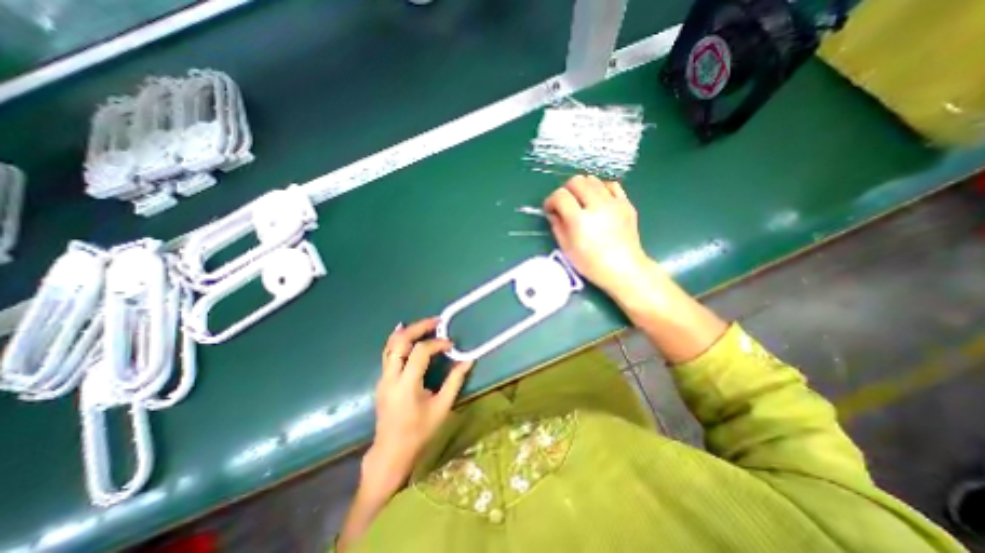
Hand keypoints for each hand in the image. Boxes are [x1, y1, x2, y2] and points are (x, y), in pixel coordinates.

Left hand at [363, 317, 474, 498]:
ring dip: (408, 331)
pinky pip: (388, 353)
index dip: (436, 343)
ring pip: (390, 345)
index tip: (451, 344)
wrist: (391, 452)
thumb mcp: (442, 407)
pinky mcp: (382, 380)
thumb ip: (455, 381)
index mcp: (406, 385)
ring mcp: (383, 378)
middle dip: (419, 327)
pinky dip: (399, 340)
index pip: (420, 352)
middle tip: (436, 321)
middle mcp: (390, 377)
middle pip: (400, 341)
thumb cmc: (419, 432)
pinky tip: (408, 335)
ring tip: (425, 324)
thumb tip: (468, 360)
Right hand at [548, 175, 652, 297]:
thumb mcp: (567, 248)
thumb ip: (557, 226)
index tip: (550, 209)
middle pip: (576, 181)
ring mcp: (614, 203)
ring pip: (593, 180)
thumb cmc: (591, 264)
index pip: (560, 196)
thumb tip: (553, 213)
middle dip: (565, 190)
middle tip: (564, 204)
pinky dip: (601, 189)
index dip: (551, 200)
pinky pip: (612, 185)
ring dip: (582, 187)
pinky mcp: (626, 204)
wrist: (624, 269)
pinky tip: (598, 200)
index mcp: (580, 220)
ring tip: (581, 202)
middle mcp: (597, 206)